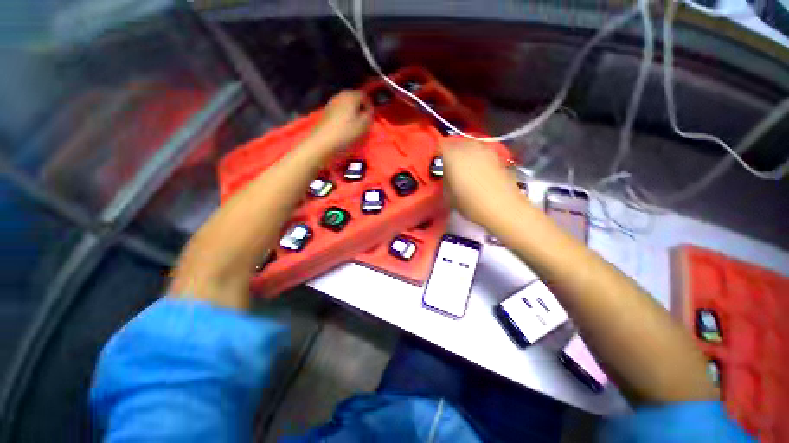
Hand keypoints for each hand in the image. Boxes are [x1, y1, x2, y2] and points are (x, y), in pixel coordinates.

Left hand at [311, 90, 372, 150]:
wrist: (323, 142)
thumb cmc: (347, 132)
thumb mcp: (364, 125)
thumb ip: (370, 114)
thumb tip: (370, 110)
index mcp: (351, 95)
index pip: (365, 96)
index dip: (370, 106)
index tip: (372, 118)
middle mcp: (340, 95)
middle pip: (354, 99)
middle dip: (360, 108)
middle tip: (364, 121)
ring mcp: (332, 103)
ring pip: (346, 105)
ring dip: (352, 113)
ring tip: (355, 125)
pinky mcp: (326, 112)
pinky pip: (339, 111)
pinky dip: (344, 116)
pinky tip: (345, 127)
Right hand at [442, 138, 523, 227]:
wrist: (503, 207)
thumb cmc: (470, 203)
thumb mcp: (448, 195)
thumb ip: (445, 180)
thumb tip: (447, 174)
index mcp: (453, 155)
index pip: (440, 146)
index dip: (436, 154)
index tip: (435, 164)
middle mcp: (469, 147)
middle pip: (455, 143)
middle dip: (450, 152)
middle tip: (448, 166)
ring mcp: (485, 149)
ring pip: (470, 146)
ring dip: (465, 154)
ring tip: (464, 168)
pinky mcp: (497, 156)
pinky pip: (482, 152)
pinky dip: (477, 158)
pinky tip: (479, 171)